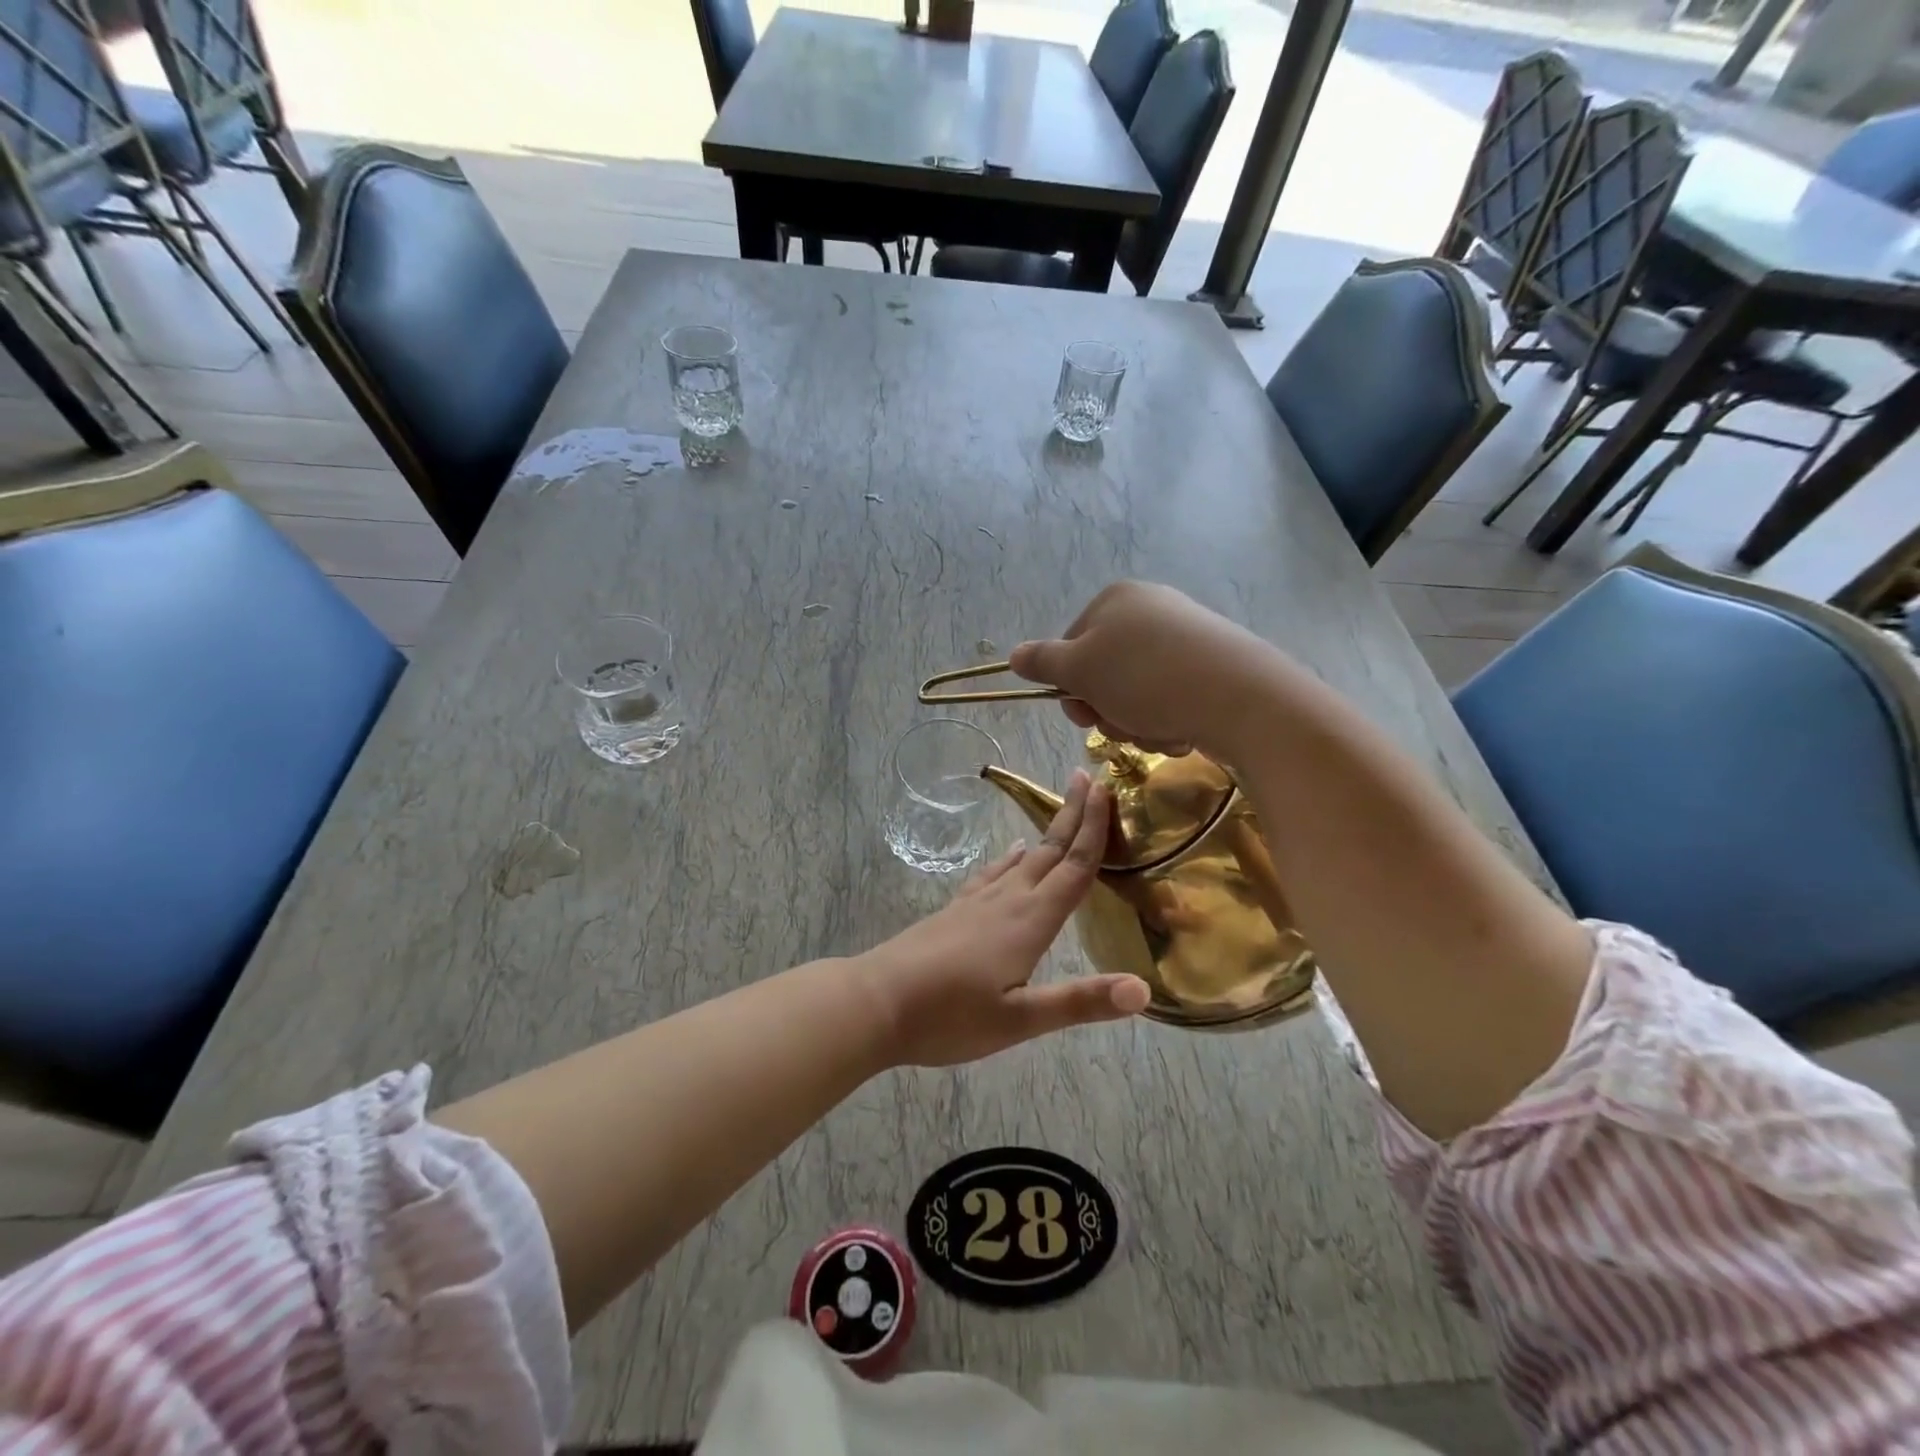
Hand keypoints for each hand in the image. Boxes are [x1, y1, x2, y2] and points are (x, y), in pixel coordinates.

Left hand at [855, 770, 1150, 1066]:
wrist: (876, 1001)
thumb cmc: (950, 1016)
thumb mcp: (1020, 1019)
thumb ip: (1080, 1002)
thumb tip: (1143, 988)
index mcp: (1030, 921)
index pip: (1073, 867)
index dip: (1094, 829)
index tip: (1106, 789)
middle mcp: (1007, 901)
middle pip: (1049, 851)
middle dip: (1073, 815)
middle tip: (1089, 779)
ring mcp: (977, 903)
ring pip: (1022, 859)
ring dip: (1046, 833)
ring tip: (1062, 811)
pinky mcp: (955, 911)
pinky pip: (992, 873)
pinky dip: (1009, 859)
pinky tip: (1011, 855)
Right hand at [1008, 582, 1277, 758]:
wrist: (1239, 696)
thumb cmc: (1145, 678)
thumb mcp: (1081, 670)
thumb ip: (1043, 662)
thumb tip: (1013, 655)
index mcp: (1115, 600)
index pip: (1071, 647)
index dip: (1071, 687)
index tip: (1083, 714)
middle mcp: (1150, 610)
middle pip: (1104, 673)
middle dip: (1107, 710)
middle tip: (1122, 726)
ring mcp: (1185, 637)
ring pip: (1136, 693)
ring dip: (1136, 723)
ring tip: (1157, 731)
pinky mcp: (1213, 665)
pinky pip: (1172, 698)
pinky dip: (1168, 721)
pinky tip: (1181, 731)